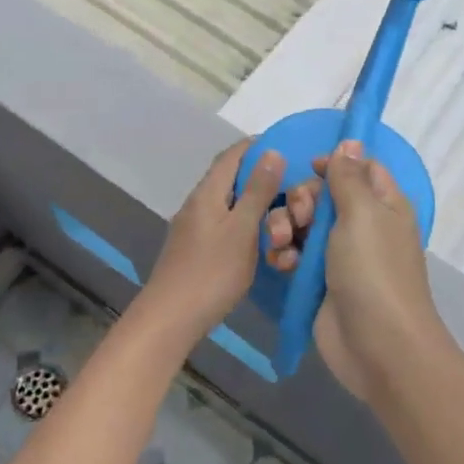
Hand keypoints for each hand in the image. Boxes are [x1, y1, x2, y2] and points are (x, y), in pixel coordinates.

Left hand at [139, 139, 282, 338]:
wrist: (171, 317)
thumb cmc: (212, 271)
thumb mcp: (242, 229)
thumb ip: (257, 191)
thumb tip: (272, 151)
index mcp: (208, 192)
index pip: (233, 155)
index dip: (257, 146)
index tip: (287, 149)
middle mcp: (197, 203)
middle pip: (230, 179)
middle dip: (260, 179)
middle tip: (291, 189)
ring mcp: (193, 227)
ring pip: (228, 204)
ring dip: (254, 205)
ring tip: (280, 215)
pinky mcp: (195, 249)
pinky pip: (224, 225)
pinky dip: (245, 225)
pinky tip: (259, 240)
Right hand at [263, 141, 441, 399]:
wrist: (377, 346)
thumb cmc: (373, 271)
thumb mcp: (362, 214)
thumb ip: (349, 177)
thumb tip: (351, 142)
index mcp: (383, 204)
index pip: (359, 168)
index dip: (334, 164)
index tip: (309, 167)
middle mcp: (363, 225)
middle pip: (323, 194)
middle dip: (302, 199)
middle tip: (300, 217)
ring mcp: (339, 255)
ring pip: (303, 224)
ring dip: (286, 227)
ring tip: (282, 242)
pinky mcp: (319, 281)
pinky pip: (295, 255)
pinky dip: (285, 255)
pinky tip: (281, 264)